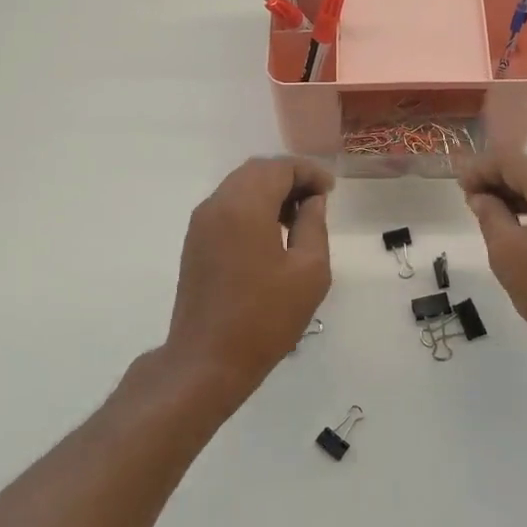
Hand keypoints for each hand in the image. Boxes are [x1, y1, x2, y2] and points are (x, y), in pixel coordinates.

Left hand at [157, 156, 333, 414]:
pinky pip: (227, 207)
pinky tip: (271, 234)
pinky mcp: (195, 242)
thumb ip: (313, 225)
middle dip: (290, 178)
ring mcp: (201, 223)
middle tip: (317, 201)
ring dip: (270, 192)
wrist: (207, 359)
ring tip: (298, 219)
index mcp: (245, 205)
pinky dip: (252, 207)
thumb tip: (312, 201)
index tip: (331, 191)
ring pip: (239, 187)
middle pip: (257, 171)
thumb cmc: (265, 317)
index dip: (309, 172)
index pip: (279, 167)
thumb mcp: (309, 271)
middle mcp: (217, 204)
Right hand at [460, 153, 526, 371]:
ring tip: (495, 214)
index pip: (513, 161)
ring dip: (523, 194)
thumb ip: (490, 216)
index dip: (481, 169)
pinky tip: (526, 227)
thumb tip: (482, 197)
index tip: (459, 186)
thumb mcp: (507, 253)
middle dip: (502, 180)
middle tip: (473, 200)